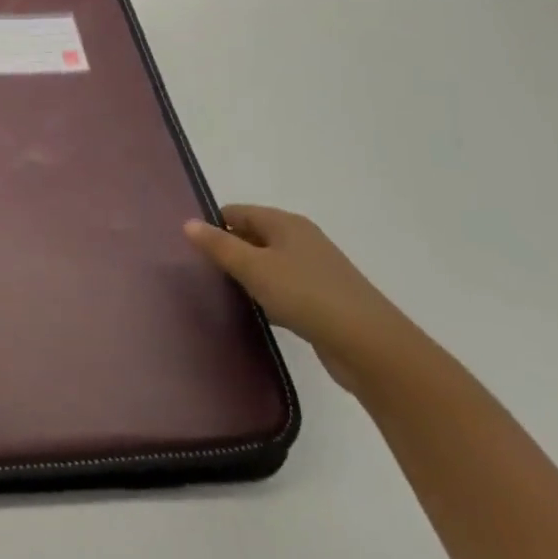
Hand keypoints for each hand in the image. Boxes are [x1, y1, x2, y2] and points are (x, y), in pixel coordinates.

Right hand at [185, 205, 415, 393]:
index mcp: (286, 223)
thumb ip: (219, 246)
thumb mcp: (255, 268)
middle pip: (253, 236)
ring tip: (219, 293)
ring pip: (269, 264)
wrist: (370, 346)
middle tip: (198, 272)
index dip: (213, 225)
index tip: (189, 247)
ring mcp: (314, 270)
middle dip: (228, 250)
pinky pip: (283, 288)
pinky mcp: (323, 300)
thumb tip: (187, 222)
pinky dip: (266, 296)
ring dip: (247, 275)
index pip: (238, 212)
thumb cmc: (306, 296)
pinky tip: (254, 313)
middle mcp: (301, 240)